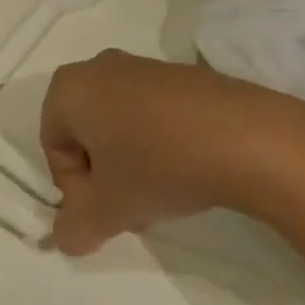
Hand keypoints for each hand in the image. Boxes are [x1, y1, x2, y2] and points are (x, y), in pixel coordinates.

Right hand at [40, 50, 304, 254]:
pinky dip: (161, 143)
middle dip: (104, 176)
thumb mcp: (108, 210)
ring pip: (121, 124)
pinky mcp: (185, 74)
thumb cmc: (159, 166)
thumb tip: (65, 238)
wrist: (250, 138)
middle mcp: (99, 67)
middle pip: (87, 134)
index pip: (54, 148)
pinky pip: (156, 113)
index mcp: (69, 89)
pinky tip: (190, 171)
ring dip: (132, 163)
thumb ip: (75, 228)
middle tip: (132, 207)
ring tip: (164, 195)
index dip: (75, 188)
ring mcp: (145, 65)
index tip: (107, 210)